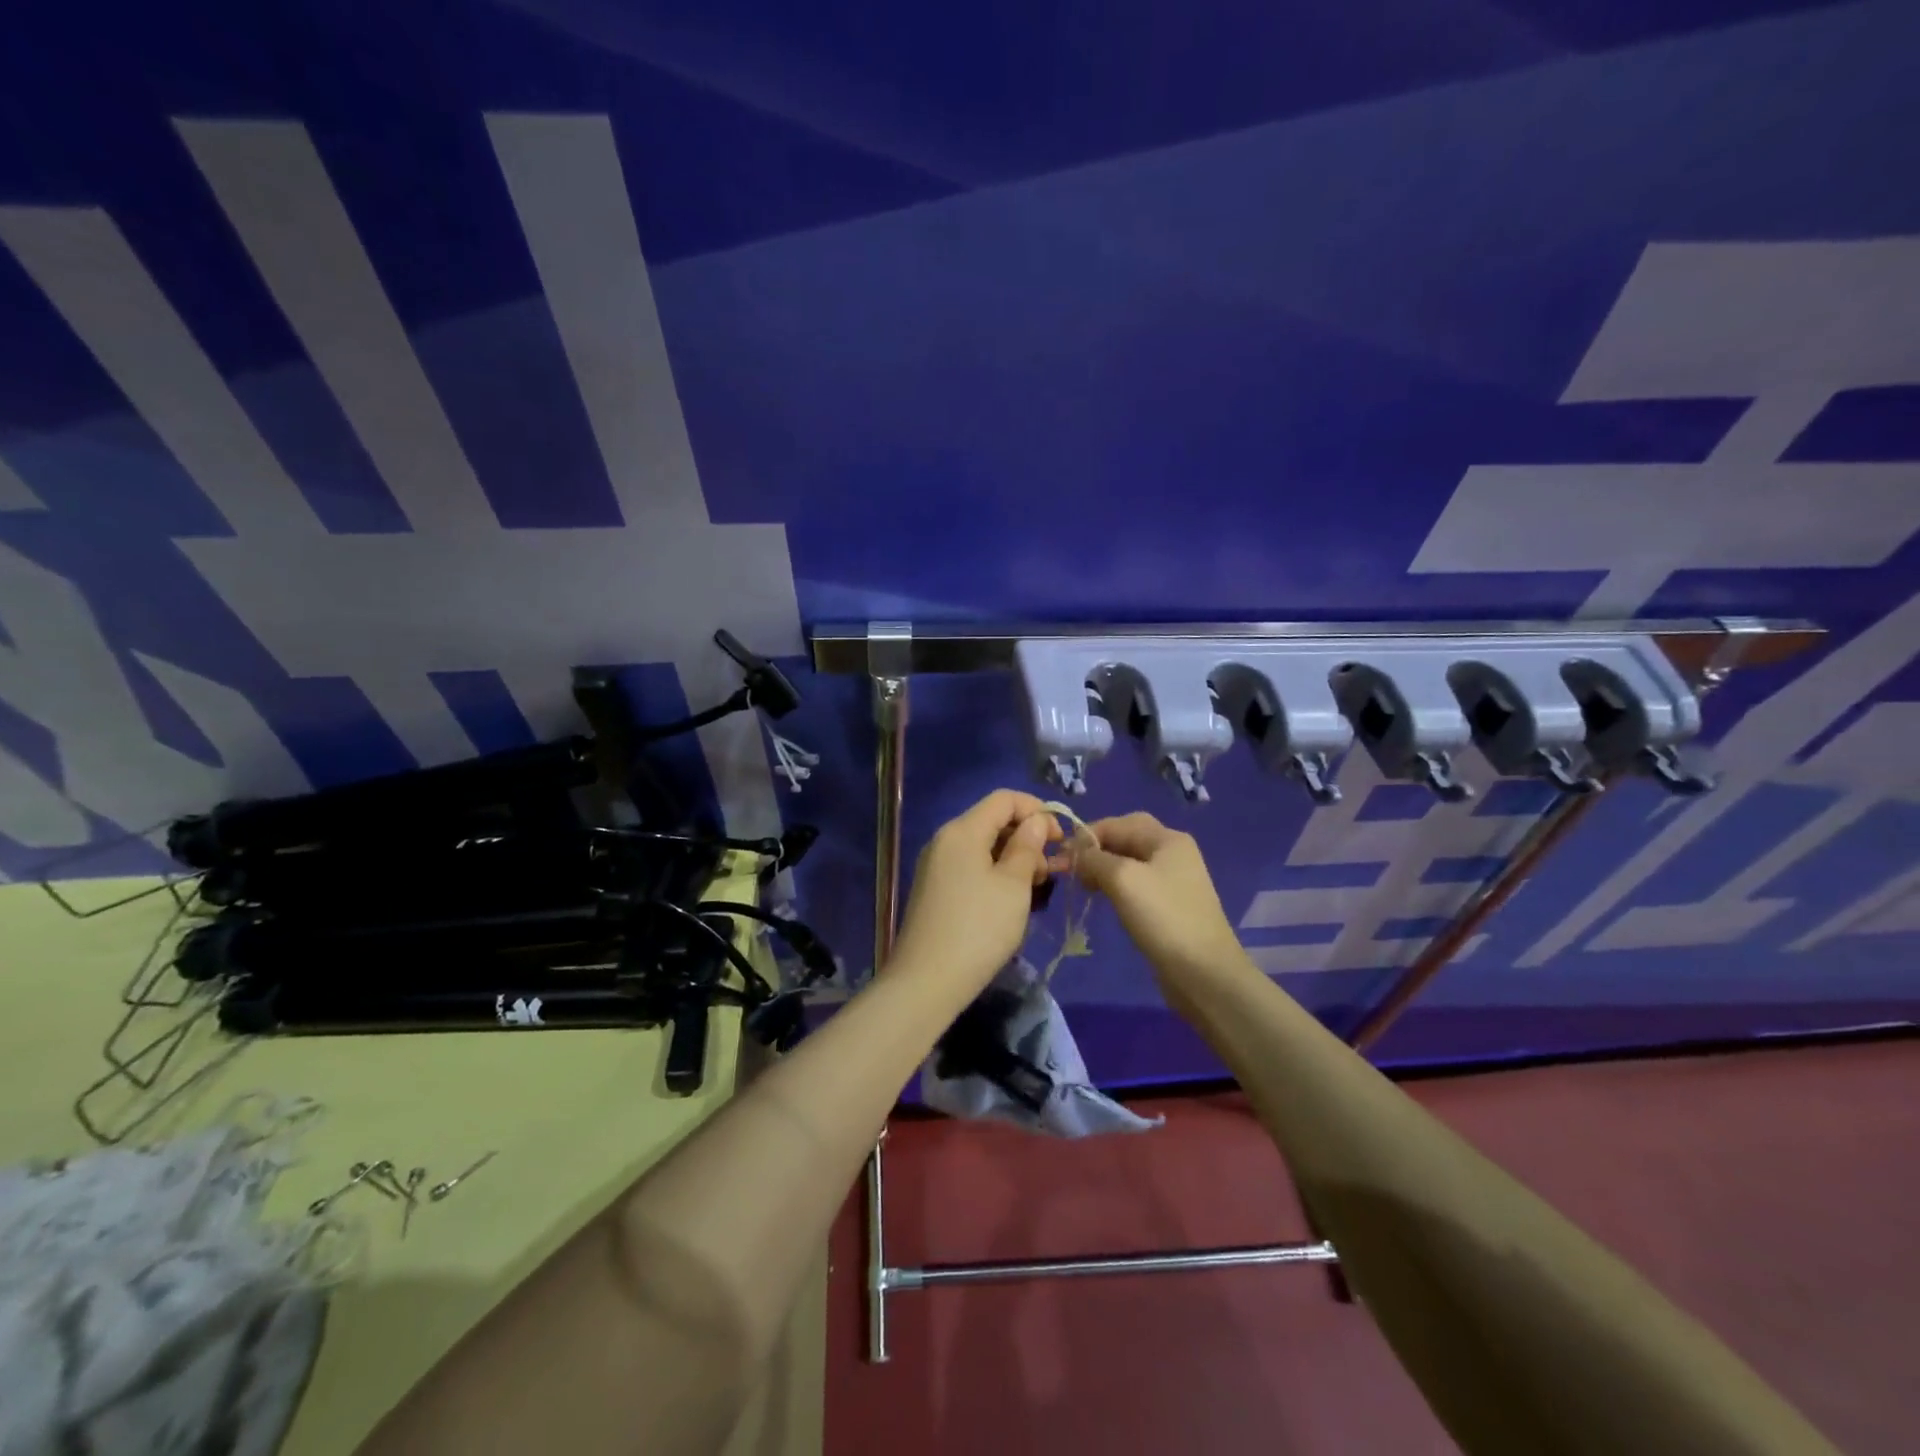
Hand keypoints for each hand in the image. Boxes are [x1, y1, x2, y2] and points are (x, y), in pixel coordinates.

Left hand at [888, 790, 1061, 993]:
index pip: (1004, 799)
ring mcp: (936, 865)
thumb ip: (1028, 846)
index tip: (1061, 840)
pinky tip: (1010, 901)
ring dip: (1013, 859)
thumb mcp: (1014, 885)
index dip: (1037, 811)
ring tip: (1034, 890)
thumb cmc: (979, 929)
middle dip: (1027, 838)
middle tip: (1050, 872)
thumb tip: (1037, 821)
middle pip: (992, 821)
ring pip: (983, 847)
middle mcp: (945, 840)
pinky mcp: (935, 889)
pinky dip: (995, 874)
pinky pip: (971, 867)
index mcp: (962, 830)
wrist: (926, 982)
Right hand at [1066, 813, 1253, 1001]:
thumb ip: (1094, 858)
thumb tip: (1076, 854)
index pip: (1117, 823)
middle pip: (1124, 839)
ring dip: (1102, 868)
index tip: (1061, 857)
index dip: (1086, 836)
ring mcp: (1173, 880)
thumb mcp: (1122, 879)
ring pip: (1128, 862)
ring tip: (1082, 885)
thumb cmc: (1163, 918)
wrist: (1204, 973)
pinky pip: (1135, 884)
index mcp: (1167, 838)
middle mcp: (1172, 852)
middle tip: (1070, 870)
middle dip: (1094, 850)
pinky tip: (1102, 898)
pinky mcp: (1169, 905)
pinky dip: (1114, 885)